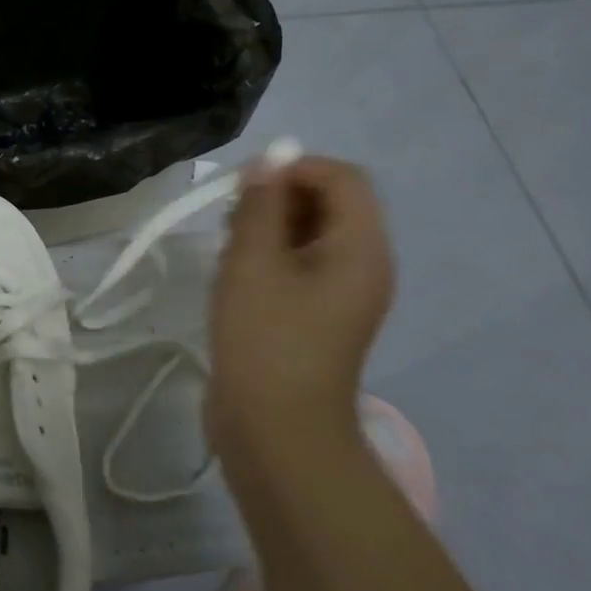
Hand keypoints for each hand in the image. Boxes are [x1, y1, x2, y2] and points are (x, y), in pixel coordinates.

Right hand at [207, 155, 394, 452]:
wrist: (276, 430)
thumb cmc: (265, 340)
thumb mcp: (252, 263)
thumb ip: (260, 205)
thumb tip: (269, 160)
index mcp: (360, 248)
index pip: (342, 177)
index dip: (293, 167)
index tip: (243, 187)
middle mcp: (363, 264)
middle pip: (329, 202)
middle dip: (277, 196)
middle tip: (229, 218)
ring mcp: (342, 293)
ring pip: (310, 233)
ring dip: (268, 226)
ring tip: (227, 248)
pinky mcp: (318, 315)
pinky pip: (300, 264)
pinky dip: (269, 255)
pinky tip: (235, 274)